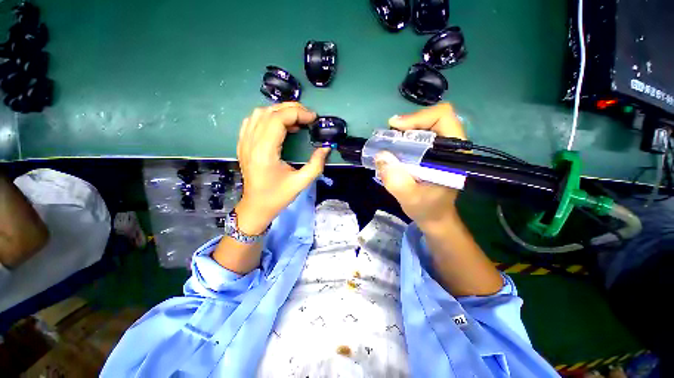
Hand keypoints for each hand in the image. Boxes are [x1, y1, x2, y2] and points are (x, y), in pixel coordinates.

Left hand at [235, 102, 329, 234]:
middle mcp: (251, 142)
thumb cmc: (277, 196)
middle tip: (308, 117)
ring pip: (259, 113)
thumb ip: (316, 164)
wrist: (256, 206)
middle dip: (291, 109)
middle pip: (269, 112)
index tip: (313, 118)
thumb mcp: (301, 183)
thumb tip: (326, 148)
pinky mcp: (243, 144)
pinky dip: (267, 117)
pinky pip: (252, 121)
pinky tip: (279, 125)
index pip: (278, 119)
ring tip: (296, 120)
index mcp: (264, 152)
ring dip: (279, 112)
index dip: (297, 114)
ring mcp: (244, 142)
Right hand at [375, 103, 465, 232]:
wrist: (434, 217)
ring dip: (404, 132)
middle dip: (408, 125)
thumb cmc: (427, 209)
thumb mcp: (409, 198)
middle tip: (389, 136)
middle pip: (431, 119)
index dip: (418, 117)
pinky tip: (395, 149)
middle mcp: (451, 146)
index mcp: (454, 153)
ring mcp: (442, 148)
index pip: (443, 117)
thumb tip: (381, 156)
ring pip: (424, 126)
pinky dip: (404, 139)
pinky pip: (419, 137)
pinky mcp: (433, 153)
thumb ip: (396, 180)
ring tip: (389, 143)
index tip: (396, 129)